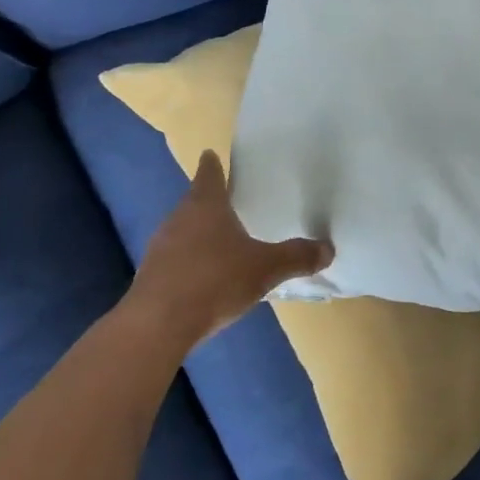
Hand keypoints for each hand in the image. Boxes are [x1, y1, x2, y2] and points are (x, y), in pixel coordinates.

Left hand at [126, 152, 333, 350]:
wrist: (157, 325)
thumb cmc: (215, 281)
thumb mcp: (265, 268)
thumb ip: (296, 257)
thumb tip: (328, 248)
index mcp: (205, 205)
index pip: (208, 174)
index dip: (212, 164)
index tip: (211, 154)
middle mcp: (179, 218)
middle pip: (194, 201)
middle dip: (209, 201)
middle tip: (229, 200)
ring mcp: (160, 248)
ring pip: (182, 230)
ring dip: (198, 232)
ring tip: (220, 239)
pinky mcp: (151, 276)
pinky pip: (175, 258)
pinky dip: (190, 260)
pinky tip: (204, 276)